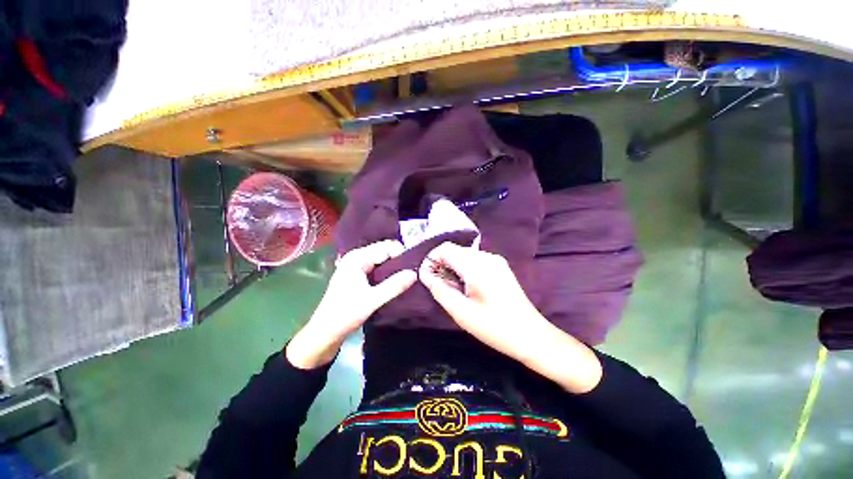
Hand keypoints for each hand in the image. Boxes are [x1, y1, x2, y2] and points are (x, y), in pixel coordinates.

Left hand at [286, 240, 416, 368]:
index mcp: (357, 258)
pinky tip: (396, 282)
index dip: (402, 254)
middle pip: (384, 251)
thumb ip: (394, 286)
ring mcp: (357, 266)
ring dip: (394, 268)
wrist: (325, 332)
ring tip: (407, 278)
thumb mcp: (372, 300)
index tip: (414, 267)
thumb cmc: (345, 314)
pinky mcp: (358, 276)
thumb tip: (415, 273)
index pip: (387, 247)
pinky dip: (387, 273)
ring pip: (382, 261)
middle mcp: (357, 257)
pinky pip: (378, 268)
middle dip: (399, 261)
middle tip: (413, 273)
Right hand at [419, 242, 601, 392]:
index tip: (427, 277)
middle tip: (438, 286)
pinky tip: (466, 287)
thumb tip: (424, 274)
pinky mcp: (500, 266)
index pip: (445, 248)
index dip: (431, 260)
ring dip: (452, 267)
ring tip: (452, 288)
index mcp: (477, 266)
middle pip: (454, 250)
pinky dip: (464, 269)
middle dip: (441, 264)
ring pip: (464, 255)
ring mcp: (495, 260)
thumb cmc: (494, 327)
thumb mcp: (461, 312)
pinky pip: (475, 261)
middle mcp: (486, 257)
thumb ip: (439, 290)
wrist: (531, 335)